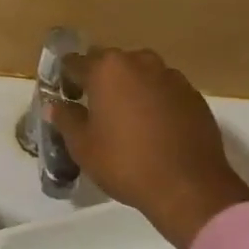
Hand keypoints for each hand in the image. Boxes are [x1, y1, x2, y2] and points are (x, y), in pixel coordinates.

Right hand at [50, 48, 248, 248]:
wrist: (188, 186)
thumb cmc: (126, 163)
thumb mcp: (83, 147)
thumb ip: (66, 119)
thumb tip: (55, 105)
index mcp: (108, 69)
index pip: (75, 62)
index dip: (66, 79)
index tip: (65, 96)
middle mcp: (140, 62)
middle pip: (111, 64)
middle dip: (100, 80)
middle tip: (94, 109)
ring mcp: (171, 76)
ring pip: (141, 74)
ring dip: (130, 88)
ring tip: (126, 118)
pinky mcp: (193, 95)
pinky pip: (165, 90)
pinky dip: (155, 101)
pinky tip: (154, 128)